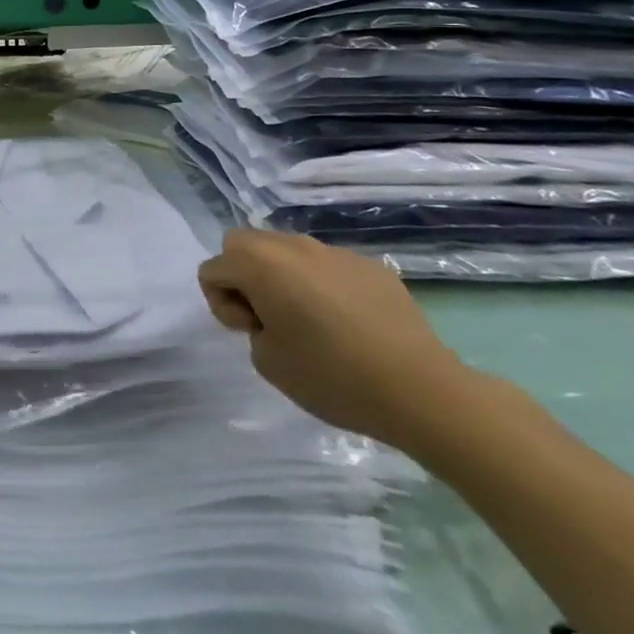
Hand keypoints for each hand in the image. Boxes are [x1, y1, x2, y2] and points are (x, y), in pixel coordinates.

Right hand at [198, 230, 475, 450]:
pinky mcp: (370, 265)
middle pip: (244, 244)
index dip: (222, 304)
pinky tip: (349, 325)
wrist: (420, 389)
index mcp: (260, 263)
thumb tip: (272, 313)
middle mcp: (292, 245)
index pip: (213, 268)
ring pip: (287, 251)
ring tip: (312, 322)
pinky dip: (323, 286)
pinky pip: (327, 266)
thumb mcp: (267, 362)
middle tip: (270, 320)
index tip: (252, 332)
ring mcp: (334, 251)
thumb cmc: (332, 376)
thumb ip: (252, 326)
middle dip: (244, 277)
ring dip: (284, 277)